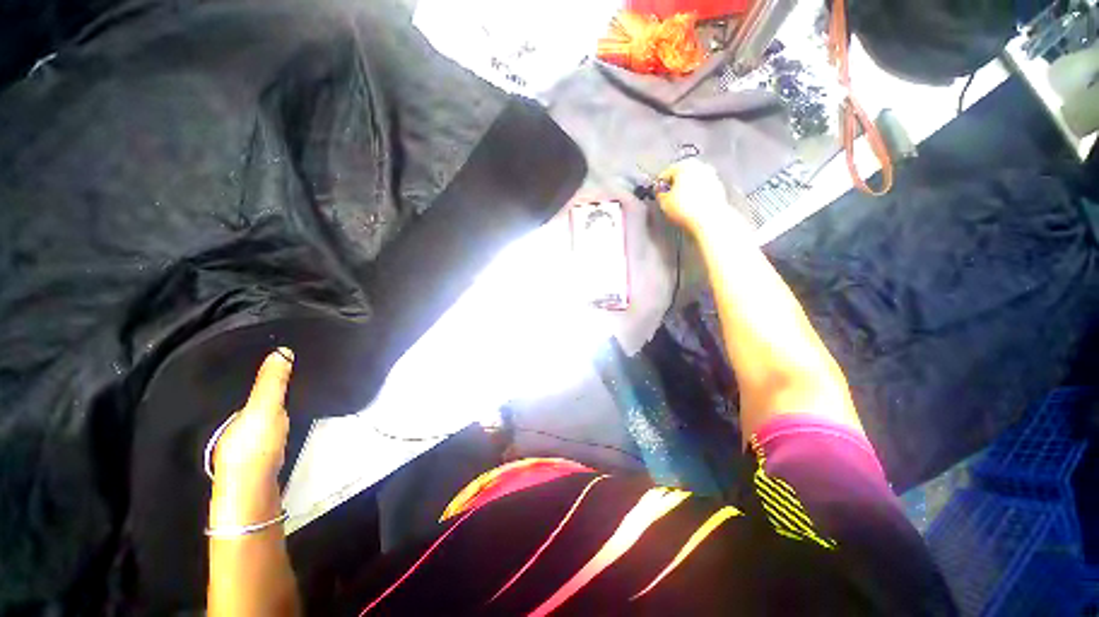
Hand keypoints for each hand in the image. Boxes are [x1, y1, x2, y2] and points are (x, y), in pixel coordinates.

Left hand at [211, 348, 292, 485]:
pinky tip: (285, 438)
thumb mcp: (265, 407)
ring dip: (271, 420)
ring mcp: (246, 452)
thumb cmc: (254, 445)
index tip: (280, 374)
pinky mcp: (261, 466)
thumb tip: (281, 351)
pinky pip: (268, 443)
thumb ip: (272, 382)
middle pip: (252, 412)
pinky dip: (276, 436)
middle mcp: (235, 433)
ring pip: (259, 429)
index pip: (245, 395)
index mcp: (233, 417)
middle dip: (267, 402)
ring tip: (289, 411)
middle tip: (288, 391)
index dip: (262, 384)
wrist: (254, 488)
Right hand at [656, 159, 742, 234]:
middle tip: (668, 200)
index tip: (658, 195)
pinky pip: (702, 190)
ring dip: (685, 191)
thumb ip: (659, 194)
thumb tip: (660, 192)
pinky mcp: (718, 188)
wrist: (709, 220)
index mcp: (684, 165)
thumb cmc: (685, 209)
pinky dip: (696, 196)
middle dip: (674, 187)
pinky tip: (692, 207)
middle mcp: (699, 166)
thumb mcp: (663, 202)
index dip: (659, 186)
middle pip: (681, 175)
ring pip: (692, 182)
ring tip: (680, 205)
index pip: (665, 174)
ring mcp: (711, 176)